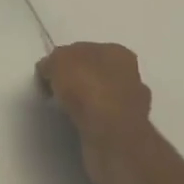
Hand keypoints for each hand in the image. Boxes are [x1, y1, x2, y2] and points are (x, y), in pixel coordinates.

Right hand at [37, 42, 153, 183]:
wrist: (110, 133)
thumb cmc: (86, 87)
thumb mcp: (56, 62)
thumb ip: (51, 62)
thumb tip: (49, 70)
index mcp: (118, 52)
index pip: (87, 50)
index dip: (67, 60)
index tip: (51, 73)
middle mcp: (132, 75)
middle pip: (98, 73)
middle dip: (80, 81)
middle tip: (58, 91)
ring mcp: (134, 104)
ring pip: (103, 97)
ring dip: (88, 103)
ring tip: (67, 110)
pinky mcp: (130, 130)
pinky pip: (105, 119)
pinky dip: (93, 121)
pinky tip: (80, 124)